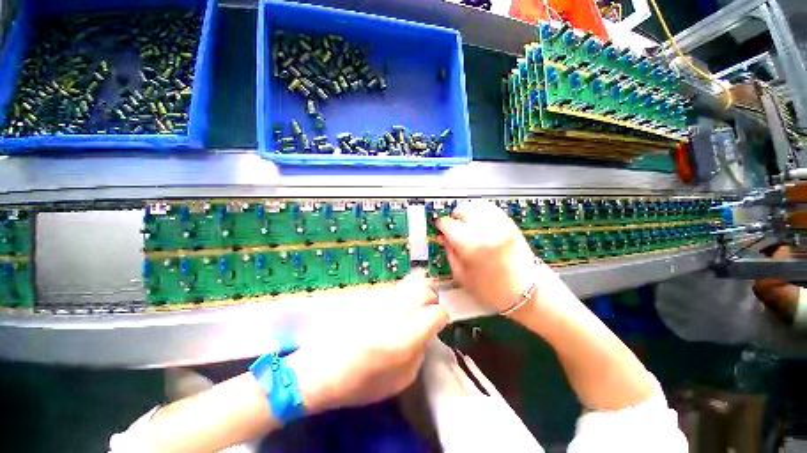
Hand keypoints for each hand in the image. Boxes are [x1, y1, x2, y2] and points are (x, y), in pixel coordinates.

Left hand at [288, 271, 448, 413]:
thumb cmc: (361, 382)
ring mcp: (382, 299)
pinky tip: (390, 311)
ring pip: (409, 287)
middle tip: (425, 314)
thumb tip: (426, 333)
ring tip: (408, 312)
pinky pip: (393, 291)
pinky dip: (399, 298)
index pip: (437, 312)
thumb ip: (420, 352)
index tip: (436, 325)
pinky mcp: (369, 295)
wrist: (321, 368)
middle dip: (430, 301)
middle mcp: (397, 310)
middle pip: (425, 290)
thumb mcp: (401, 379)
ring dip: (415, 297)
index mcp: (407, 334)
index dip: (441, 318)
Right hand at [437, 200, 556, 312]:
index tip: (439, 228)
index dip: (440, 225)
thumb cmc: (490, 289)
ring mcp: (500, 224)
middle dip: (454, 216)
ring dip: (467, 211)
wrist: (527, 291)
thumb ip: (449, 252)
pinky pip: (491, 208)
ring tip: (465, 222)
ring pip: (477, 205)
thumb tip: (441, 236)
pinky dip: (481, 211)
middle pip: (462, 209)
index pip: (448, 223)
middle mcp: (484, 229)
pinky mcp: (510, 224)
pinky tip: (479, 221)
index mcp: (469, 245)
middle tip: (452, 227)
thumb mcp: (461, 275)